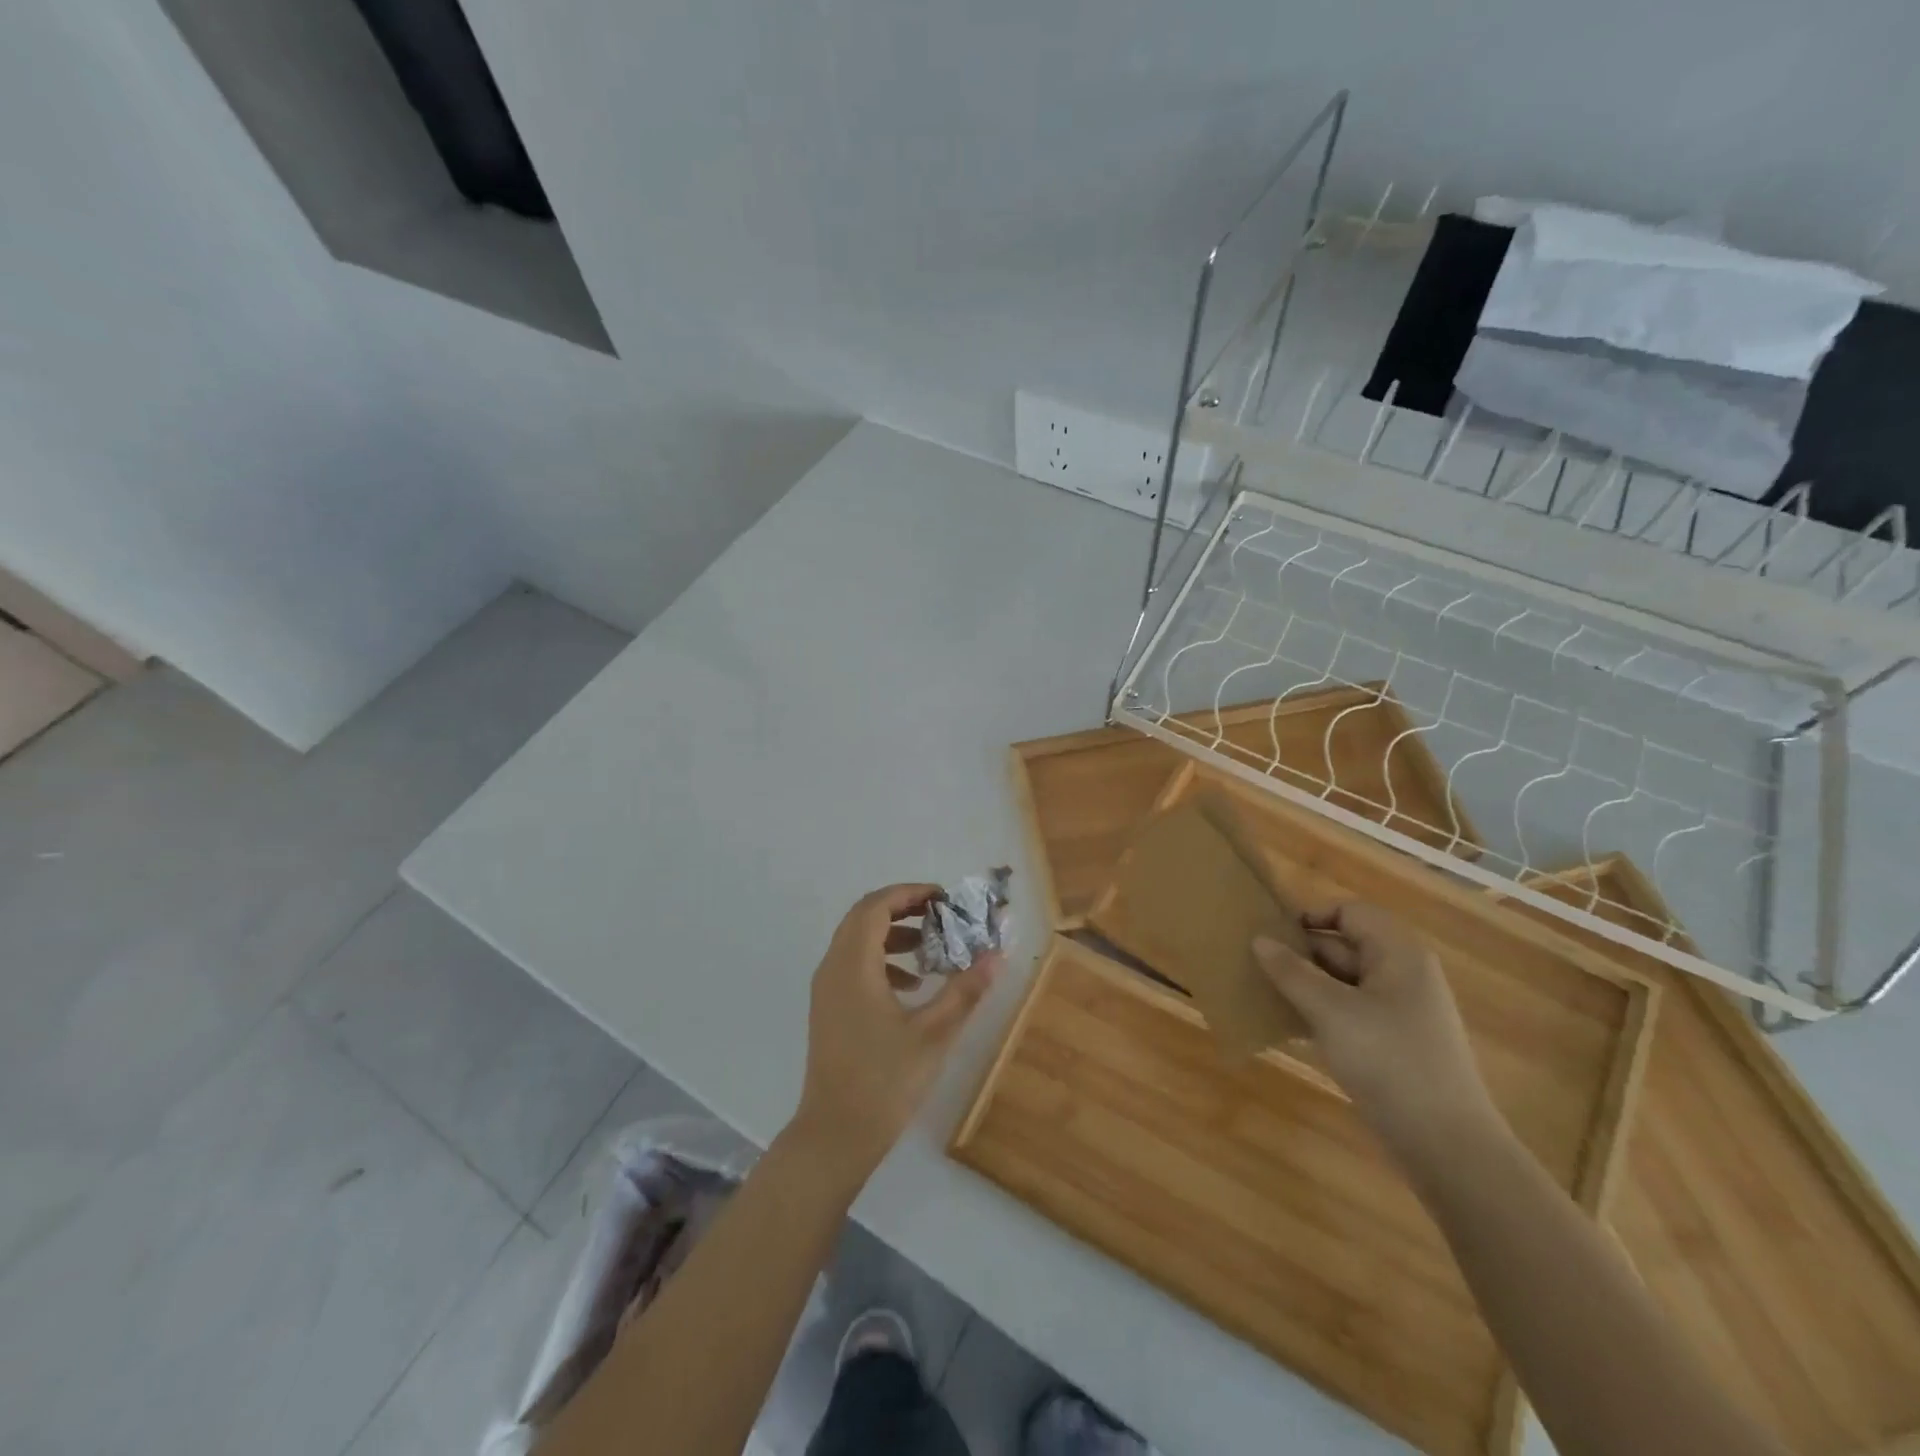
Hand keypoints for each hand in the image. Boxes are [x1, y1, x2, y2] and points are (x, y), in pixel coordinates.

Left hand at [787, 884, 999, 1186]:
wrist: (835, 1136)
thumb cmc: (885, 1082)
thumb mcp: (934, 1035)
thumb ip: (964, 991)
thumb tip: (995, 956)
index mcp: (853, 965)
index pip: (876, 906)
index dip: (910, 893)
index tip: (944, 899)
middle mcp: (833, 967)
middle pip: (864, 917)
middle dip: (903, 909)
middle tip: (941, 916)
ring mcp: (826, 989)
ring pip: (857, 941)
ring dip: (893, 934)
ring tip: (931, 949)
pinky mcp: (829, 1009)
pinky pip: (853, 964)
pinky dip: (882, 960)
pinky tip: (912, 985)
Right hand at [1253, 903, 1494, 1164]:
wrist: (1448, 1146)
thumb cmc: (1390, 1061)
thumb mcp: (1331, 1011)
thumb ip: (1291, 972)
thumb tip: (1259, 940)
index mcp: (1398, 954)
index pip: (1349, 912)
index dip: (1310, 916)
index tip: (1271, 934)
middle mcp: (1402, 975)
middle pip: (1344, 946)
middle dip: (1301, 953)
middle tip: (1255, 964)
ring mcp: (1400, 1012)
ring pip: (1343, 982)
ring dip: (1305, 985)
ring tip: (1262, 992)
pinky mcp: (1393, 1044)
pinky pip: (1349, 1012)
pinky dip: (1320, 1012)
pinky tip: (1288, 1026)